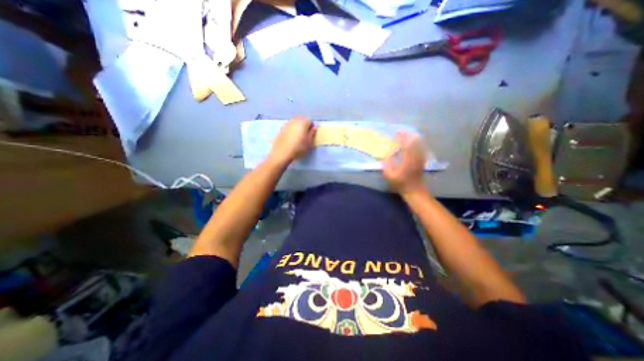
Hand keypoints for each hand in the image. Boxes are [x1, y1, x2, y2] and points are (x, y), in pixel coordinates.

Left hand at [268, 116, 315, 164]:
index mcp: (303, 122)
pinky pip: (289, 127)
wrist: (282, 153)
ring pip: (295, 123)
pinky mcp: (281, 129)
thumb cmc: (298, 148)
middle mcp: (294, 120)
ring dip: (297, 128)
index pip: (310, 121)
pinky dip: (291, 130)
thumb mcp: (309, 142)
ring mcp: (287, 124)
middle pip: (302, 120)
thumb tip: (314, 128)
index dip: (312, 128)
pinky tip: (291, 139)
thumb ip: (312, 133)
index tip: (311, 135)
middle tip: (305, 136)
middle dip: (304, 126)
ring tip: (298, 138)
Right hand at [381, 132, 426, 194]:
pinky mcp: (422, 161)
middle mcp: (415, 157)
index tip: (397, 133)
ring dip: (413, 138)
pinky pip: (421, 149)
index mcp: (407, 159)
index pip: (405, 144)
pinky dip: (417, 143)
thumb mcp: (389, 175)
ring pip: (419, 144)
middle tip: (401, 132)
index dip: (401, 137)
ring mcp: (420, 158)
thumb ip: (387, 163)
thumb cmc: (400, 183)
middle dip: (408, 135)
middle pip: (414, 142)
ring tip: (407, 135)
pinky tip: (414, 142)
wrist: (414, 190)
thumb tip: (387, 154)